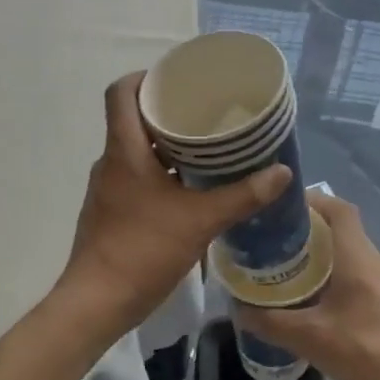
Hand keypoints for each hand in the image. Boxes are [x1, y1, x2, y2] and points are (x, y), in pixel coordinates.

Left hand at [57, 73, 290, 343]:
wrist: (96, 303)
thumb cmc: (143, 250)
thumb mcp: (200, 220)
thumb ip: (242, 196)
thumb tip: (282, 172)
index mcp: (124, 150)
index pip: (121, 92)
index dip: (145, 77)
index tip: (176, 79)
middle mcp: (110, 161)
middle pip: (132, 118)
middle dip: (166, 111)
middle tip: (204, 111)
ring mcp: (107, 187)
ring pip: (135, 149)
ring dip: (165, 144)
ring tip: (204, 146)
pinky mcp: (110, 210)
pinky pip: (134, 175)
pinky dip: (158, 171)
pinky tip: (188, 187)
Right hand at [236, 193, 379, 379]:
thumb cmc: (369, 354)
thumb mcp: (311, 339)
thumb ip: (271, 322)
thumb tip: (238, 309)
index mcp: (357, 256)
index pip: (338, 208)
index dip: (311, 200)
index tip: (280, 208)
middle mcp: (372, 261)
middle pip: (339, 229)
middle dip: (306, 229)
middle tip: (271, 240)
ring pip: (346, 254)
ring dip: (317, 255)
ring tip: (283, 267)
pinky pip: (353, 276)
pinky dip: (330, 277)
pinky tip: (309, 300)